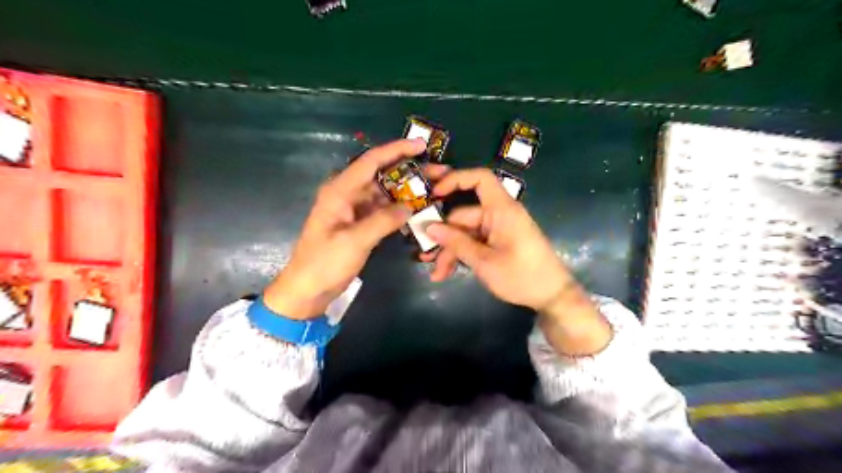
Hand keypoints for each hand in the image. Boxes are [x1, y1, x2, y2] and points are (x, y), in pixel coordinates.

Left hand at [264, 139, 449, 319]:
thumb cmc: (325, 263)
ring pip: (386, 192)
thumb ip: (383, 221)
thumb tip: (409, 207)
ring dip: (408, 191)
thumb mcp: (354, 241)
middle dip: (410, 171)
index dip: (396, 150)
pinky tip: (419, 210)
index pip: (371, 161)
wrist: (308, 289)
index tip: (421, 146)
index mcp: (340, 190)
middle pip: (382, 175)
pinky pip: (384, 210)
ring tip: (435, 189)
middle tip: (439, 171)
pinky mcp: (361, 223)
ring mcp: (355, 209)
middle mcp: (348, 194)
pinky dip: (400, 209)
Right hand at [422, 168, 612, 351]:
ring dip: (451, 251)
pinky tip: (448, 272)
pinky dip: (462, 255)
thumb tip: (430, 228)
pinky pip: (475, 242)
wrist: (552, 297)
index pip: (480, 179)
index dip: (456, 180)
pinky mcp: (499, 242)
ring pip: (466, 233)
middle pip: (463, 216)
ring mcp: (498, 229)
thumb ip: (456, 243)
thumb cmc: (522, 276)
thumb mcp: (484, 262)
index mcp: (501, 210)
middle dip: (444, 237)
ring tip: (437, 274)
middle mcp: (499, 215)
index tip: (434, 194)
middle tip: (426, 258)